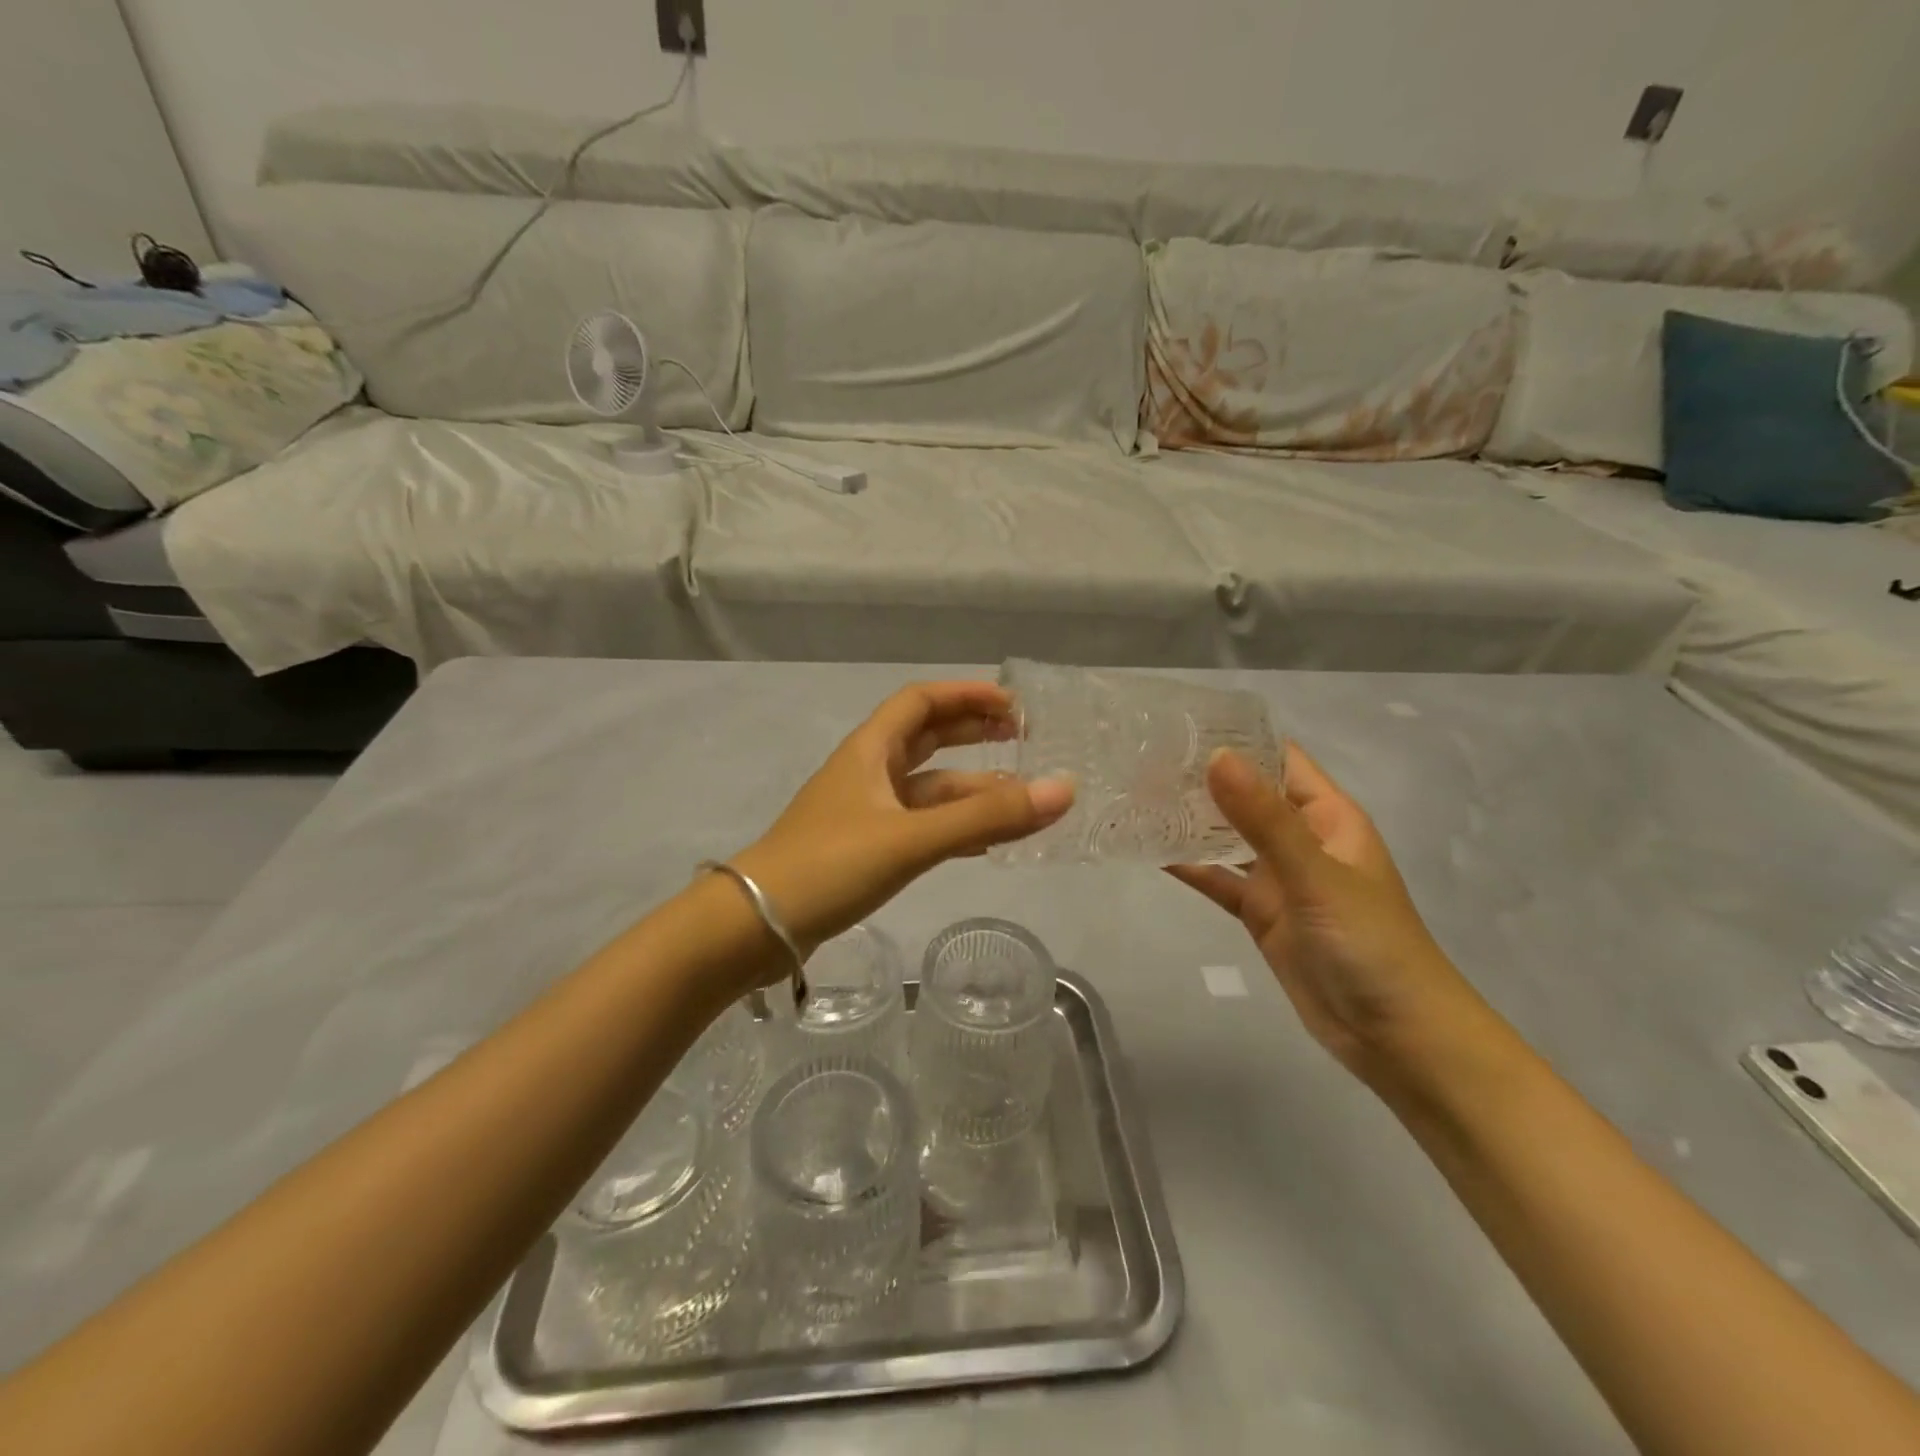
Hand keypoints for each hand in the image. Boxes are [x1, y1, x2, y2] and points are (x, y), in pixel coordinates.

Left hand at [732, 682, 1072, 967]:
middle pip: (926, 739)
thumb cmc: (830, 865)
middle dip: (972, 734)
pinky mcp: (864, 850)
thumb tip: (1063, 789)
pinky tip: (984, 842)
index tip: (1013, 705)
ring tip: (1020, 798)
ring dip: (970, 789)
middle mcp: (867, 773)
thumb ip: (986, 817)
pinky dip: (952, 827)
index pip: (921, 702)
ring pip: (926, 790)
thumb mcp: (912, 838)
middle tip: (1022, 739)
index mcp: (870, 751)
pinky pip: (919, 827)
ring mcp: (864, 813)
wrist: (755, 926)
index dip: (966, 695)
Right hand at [1169, 746, 1488, 1081]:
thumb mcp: (1316, 875)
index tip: (1180, 724)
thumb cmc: (1369, 943)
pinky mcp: (1261, 912)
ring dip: (1190, 819)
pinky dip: (1189, 866)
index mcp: (1327, 816)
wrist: (1395, 1035)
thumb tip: (1215, 757)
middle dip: (1201, 778)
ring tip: (1136, 795)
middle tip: (1141, 759)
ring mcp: (1279, 877)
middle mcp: (1301, 838)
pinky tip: (1148, 850)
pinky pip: (1218, 879)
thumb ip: (1264, 819)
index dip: (1237, 738)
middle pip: (1246, 795)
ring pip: (1228, 836)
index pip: (1279, 759)